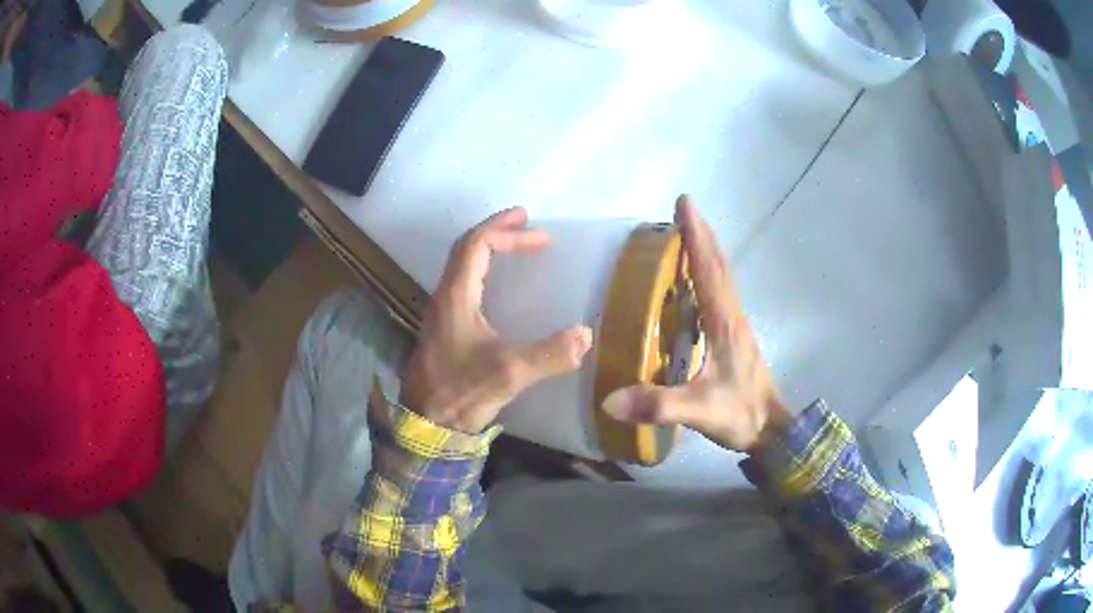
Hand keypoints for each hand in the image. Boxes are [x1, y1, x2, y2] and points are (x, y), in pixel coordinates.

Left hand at [401, 208, 593, 433]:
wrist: (426, 423)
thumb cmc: (461, 392)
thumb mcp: (509, 373)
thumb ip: (549, 354)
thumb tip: (586, 334)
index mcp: (456, 296)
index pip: (478, 244)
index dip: (509, 233)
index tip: (541, 236)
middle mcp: (445, 296)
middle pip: (466, 247)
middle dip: (498, 230)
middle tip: (527, 222)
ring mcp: (441, 311)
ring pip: (462, 265)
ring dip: (489, 248)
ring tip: (515, 245)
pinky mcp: (444, 328)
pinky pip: (464, 284)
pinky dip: (484, 271)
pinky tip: (499, 287)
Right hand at [601, 195, 789, 452]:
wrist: (771, 430)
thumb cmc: (739, 414)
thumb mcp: (699, 411)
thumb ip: (659, 405)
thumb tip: (610, 399)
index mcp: (724, 322)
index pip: (709, 269)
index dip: (696, 235)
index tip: (684, 203)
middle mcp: (732, 315)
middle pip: (718, 264)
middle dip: (701, 233)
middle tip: (683, 208)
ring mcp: (735, 324)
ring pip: (721, 276)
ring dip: (706, 250)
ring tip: (685, 233)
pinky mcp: (733, 335)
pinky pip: (720, 292)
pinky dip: (708, 272)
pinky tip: (694, 278)